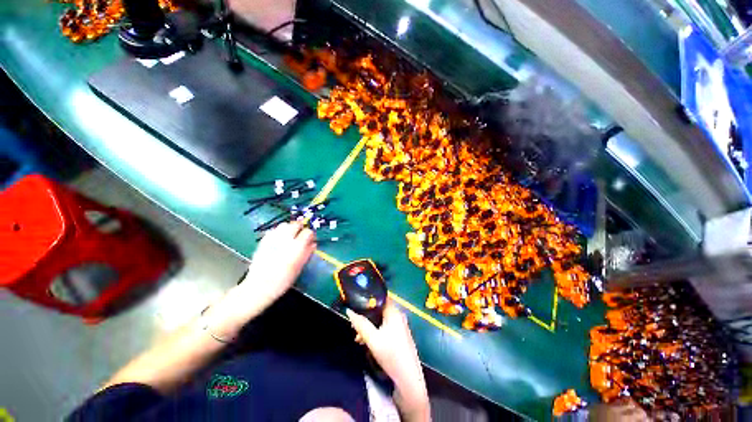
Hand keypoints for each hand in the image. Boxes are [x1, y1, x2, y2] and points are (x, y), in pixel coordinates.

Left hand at [240, 221, 316, 303]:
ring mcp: (273, 238)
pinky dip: (279, 232)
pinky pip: (274, 230)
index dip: (310, 235)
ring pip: (284, 225)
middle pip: (296, 224)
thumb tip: (313, 244)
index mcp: (296, 246)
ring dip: (289, 229)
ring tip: (289, 238)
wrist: (259, 286)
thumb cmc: (282, 280)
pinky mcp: (264, 240)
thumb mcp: (299, 267)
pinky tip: (279, 241)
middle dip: (300, 229)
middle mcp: (285, 239)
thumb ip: (307, 253)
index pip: (308, 232)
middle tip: (300, 237)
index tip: (310, 240)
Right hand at [347, 300, 429, 421]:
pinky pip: (385, 327)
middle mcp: (398, 315)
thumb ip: (361, 324)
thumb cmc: (390, 354)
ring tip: (358, 337)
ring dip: (369, 326)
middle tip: (354, 325)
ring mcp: (400, 326)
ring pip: (381, 320)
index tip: (356, 303)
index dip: (368, 299)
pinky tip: (367, 342)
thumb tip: (349, 311)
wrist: (408, 378)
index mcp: (394, 312)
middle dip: (366, 316)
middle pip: (379, 310)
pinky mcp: (399, 335)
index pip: (380, 297)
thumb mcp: (372, 339)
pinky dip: (376, 332)